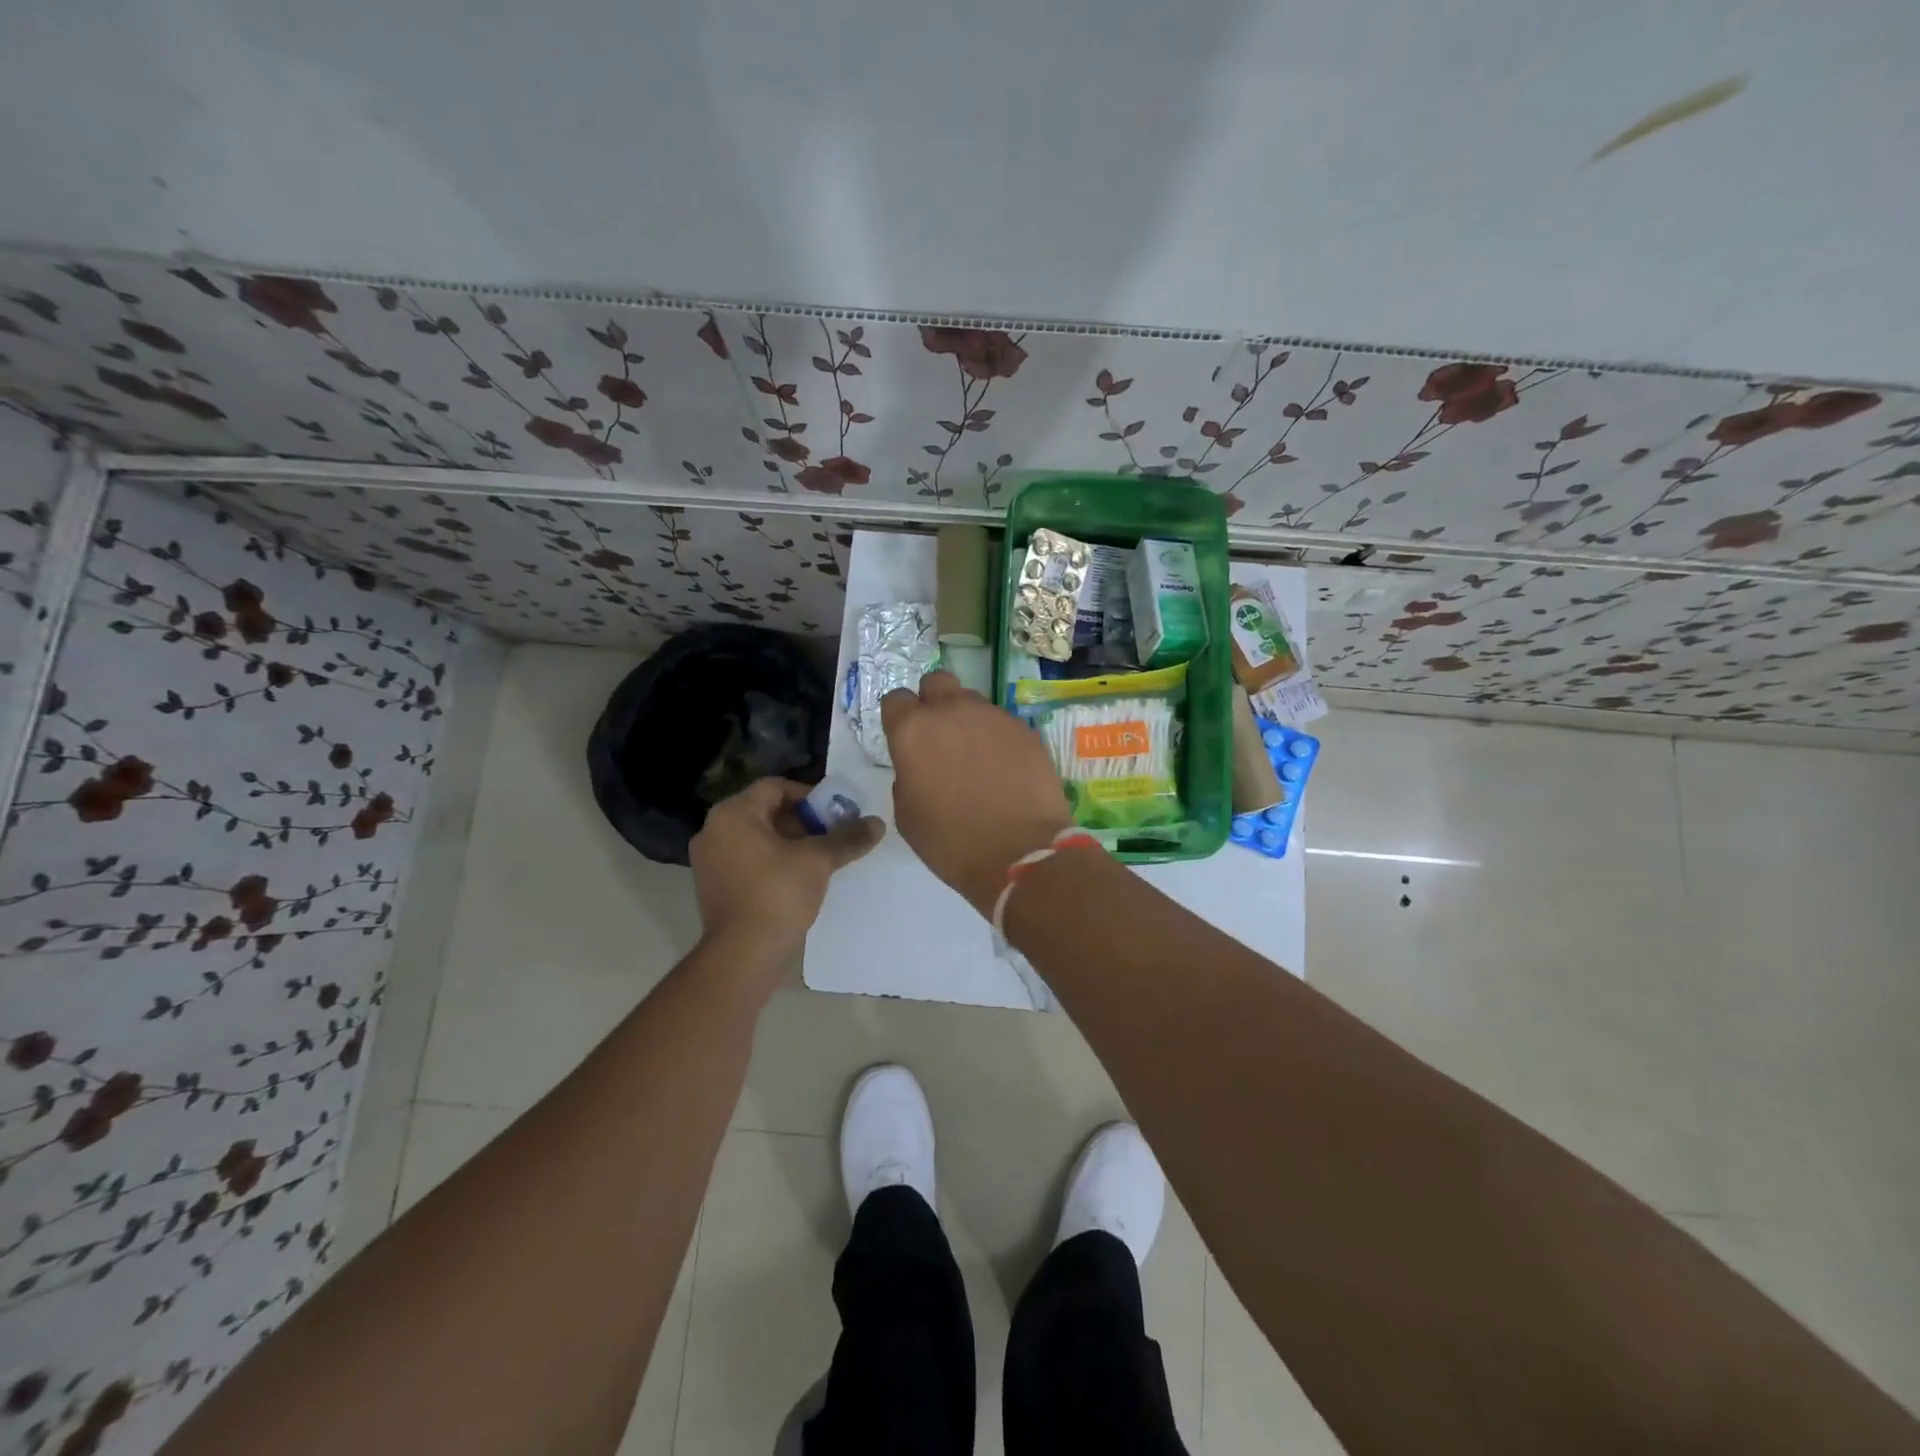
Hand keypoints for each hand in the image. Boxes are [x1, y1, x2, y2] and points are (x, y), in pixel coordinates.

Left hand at [689, 778, 883, 965]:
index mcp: (733, 814)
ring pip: (757, 837)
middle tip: (831, 835)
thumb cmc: (778, 895)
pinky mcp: (713, 886)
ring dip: (789, 843)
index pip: (775, 787)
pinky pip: (747, 860)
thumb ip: (847, 837)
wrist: (743, 955)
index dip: (809, 795)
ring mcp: (709, 860)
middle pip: (765, 811)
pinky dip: (772, 862)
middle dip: (802, 821)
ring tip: (819, 859)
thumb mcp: (818, 861)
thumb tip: (877, 823)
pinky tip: (798, 880)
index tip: (834, 814)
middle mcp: (714, 830)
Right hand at [881, 671, 1072, 916]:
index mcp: (913, 730)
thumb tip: (921, 764)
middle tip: (940, 736)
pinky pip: (1003, 724)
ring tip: (978, 758)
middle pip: (937, 682)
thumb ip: (907, 774)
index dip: (899, 718)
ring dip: (968, 721)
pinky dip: (998, 739)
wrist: (1020, 853)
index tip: (906, 739)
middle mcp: (952, 710)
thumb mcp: (907, 813)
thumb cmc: (951, 841)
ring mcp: (994, 716)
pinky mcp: (1025, 730)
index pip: (896, 699)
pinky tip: (1006, 770)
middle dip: (934, 701)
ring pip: (973, 701)